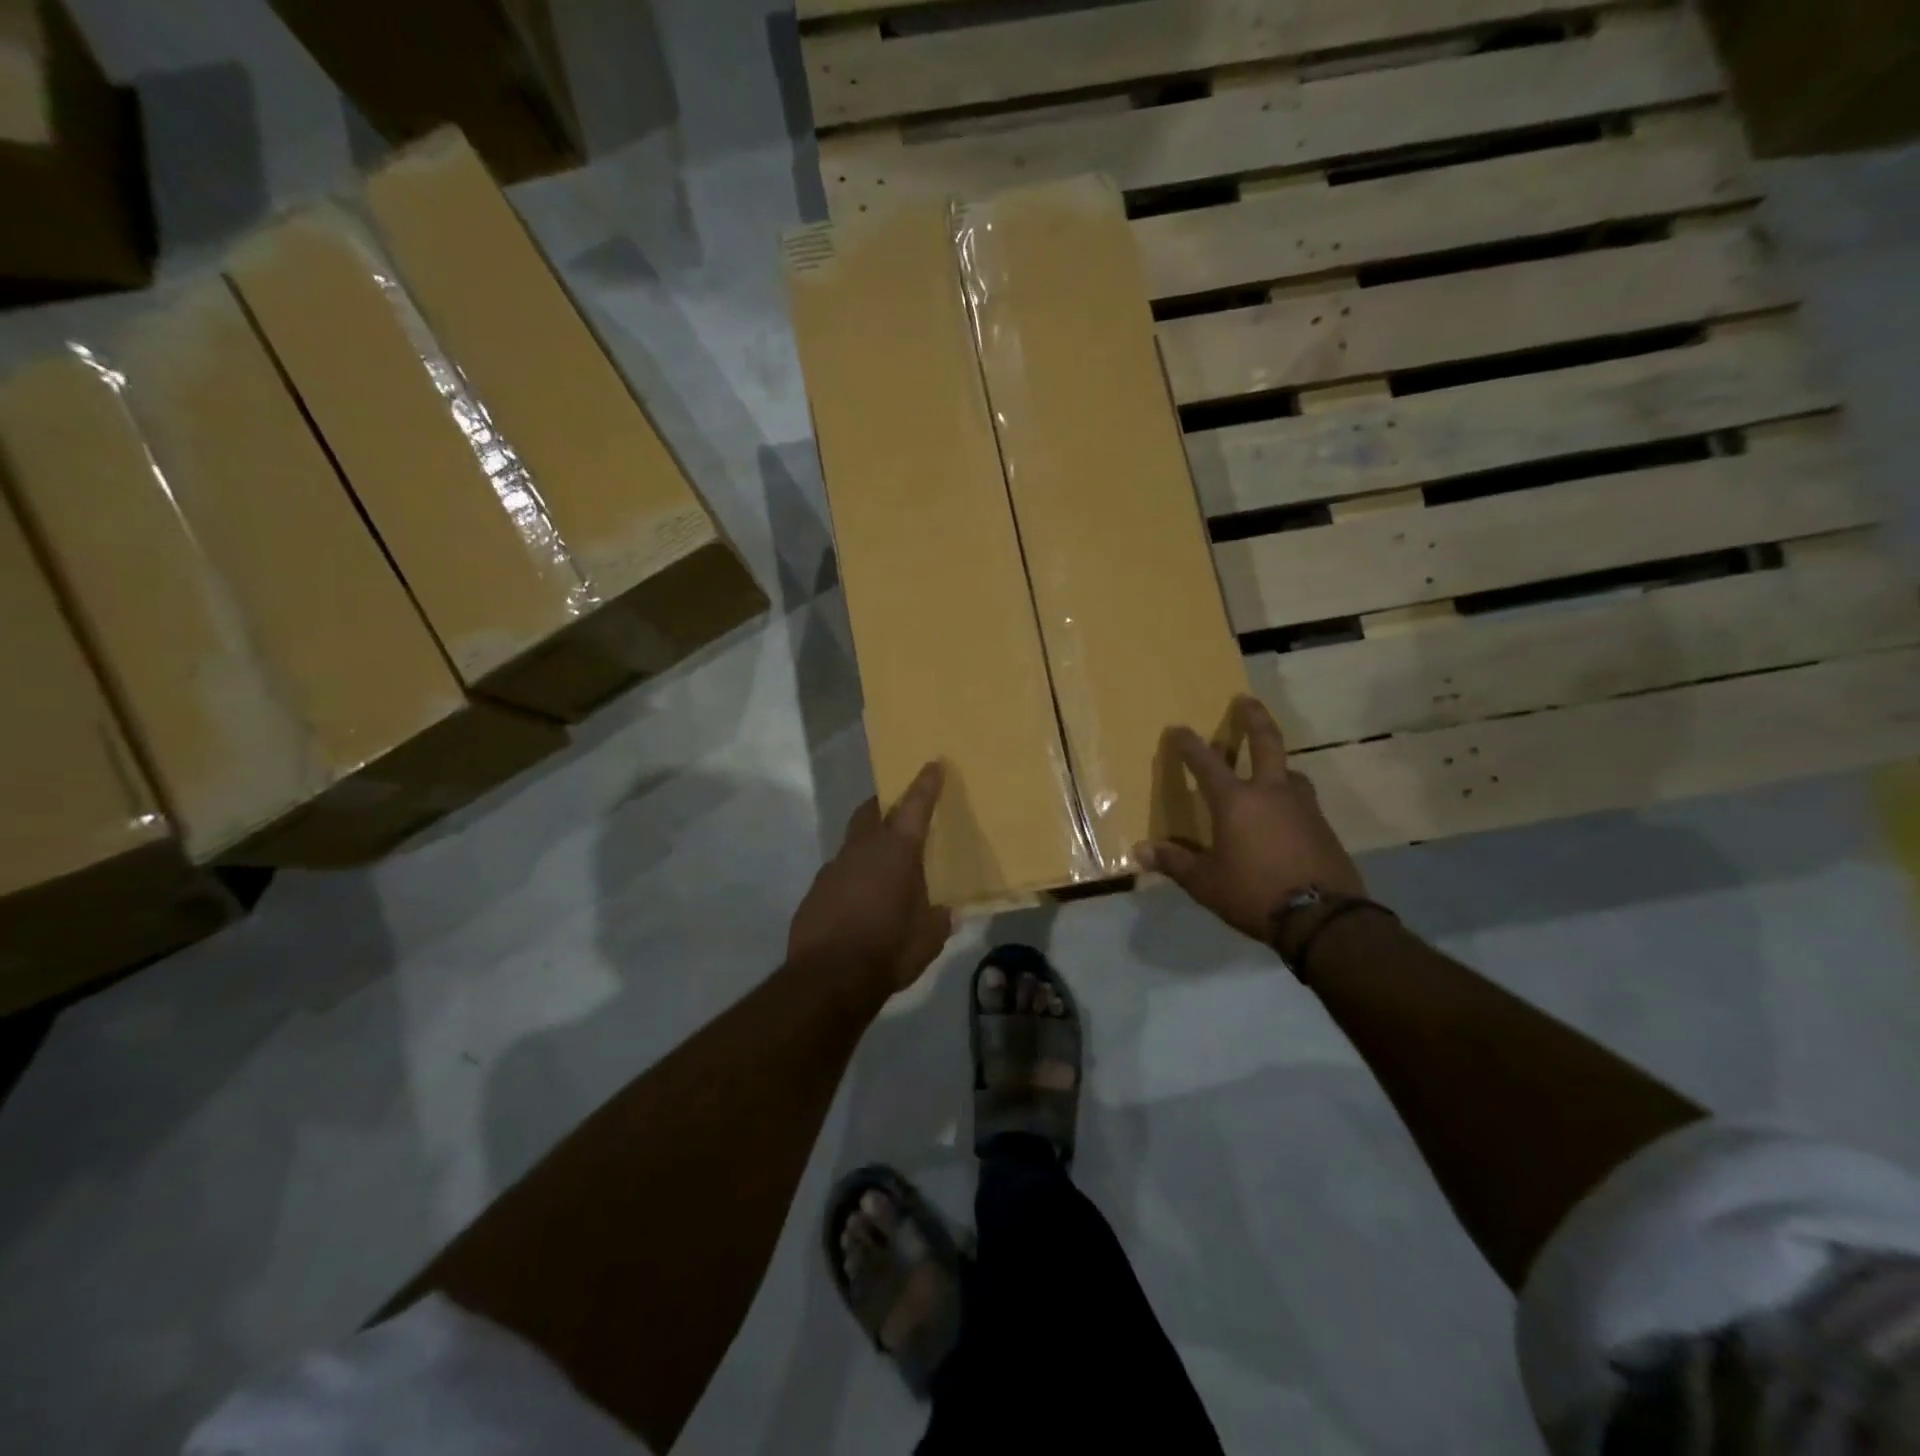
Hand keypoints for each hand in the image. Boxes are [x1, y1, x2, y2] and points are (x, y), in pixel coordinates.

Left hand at [788, 762, 954, 994]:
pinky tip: (859, 902)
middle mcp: (862, 849)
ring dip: (867, 847)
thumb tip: (946, 912)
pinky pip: (838, 874)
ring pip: (852, 843)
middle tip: (898, 812)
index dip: (926, 784)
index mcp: (896, 851)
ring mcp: (833, 868)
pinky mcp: (815, 891)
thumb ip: (939, 919)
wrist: (828, 978)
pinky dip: (852, 878)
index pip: (915, 806)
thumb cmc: (889, 950)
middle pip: (870, 811)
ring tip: (882, 870)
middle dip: (884, 805)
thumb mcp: (928, 938)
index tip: (933, 764)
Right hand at [1137, 695, 1364, 943]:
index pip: (1205, 762)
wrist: (1323, 917)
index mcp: (1236, 801)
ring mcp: (1303, 806)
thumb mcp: (1206, 882)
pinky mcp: (1323, 827)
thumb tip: (1140, 851)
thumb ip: (1175, 862)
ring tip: (1270, 768)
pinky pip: (1302, 800)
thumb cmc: (1254, 892)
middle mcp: (1270, 792)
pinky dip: (1290, 796)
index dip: (1188, 743)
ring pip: (1290, 771)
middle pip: (1266, 743)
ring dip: (1277, 763)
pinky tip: (1286, 813)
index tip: (1177, 728)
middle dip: (1254, 718)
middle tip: (1246, 700)